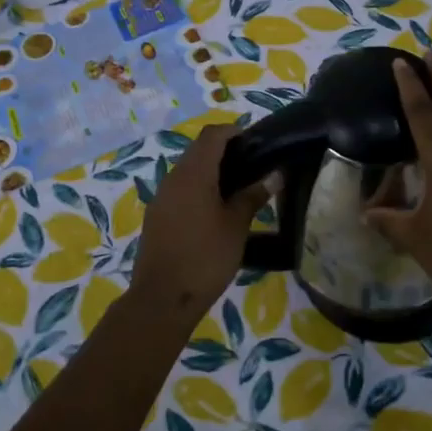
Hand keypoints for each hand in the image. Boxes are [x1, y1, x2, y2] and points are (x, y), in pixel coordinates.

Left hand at [131, 122, 268, 319]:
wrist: (162, 299)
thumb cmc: (205, 257)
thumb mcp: (236, 226)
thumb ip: (253, 196)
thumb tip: (274, 175)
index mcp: (194, 174)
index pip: (212, 135)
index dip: (234, 132)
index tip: (256, 143)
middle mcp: (173, 178)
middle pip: (199, 150)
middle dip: (225, 151)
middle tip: (253, 167)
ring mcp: (161, 197)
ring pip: (188, 170)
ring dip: (211, 171)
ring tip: (239, 190)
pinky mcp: (157, 216)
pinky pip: (180, 189)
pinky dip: (199, 189)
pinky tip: (216, 211)